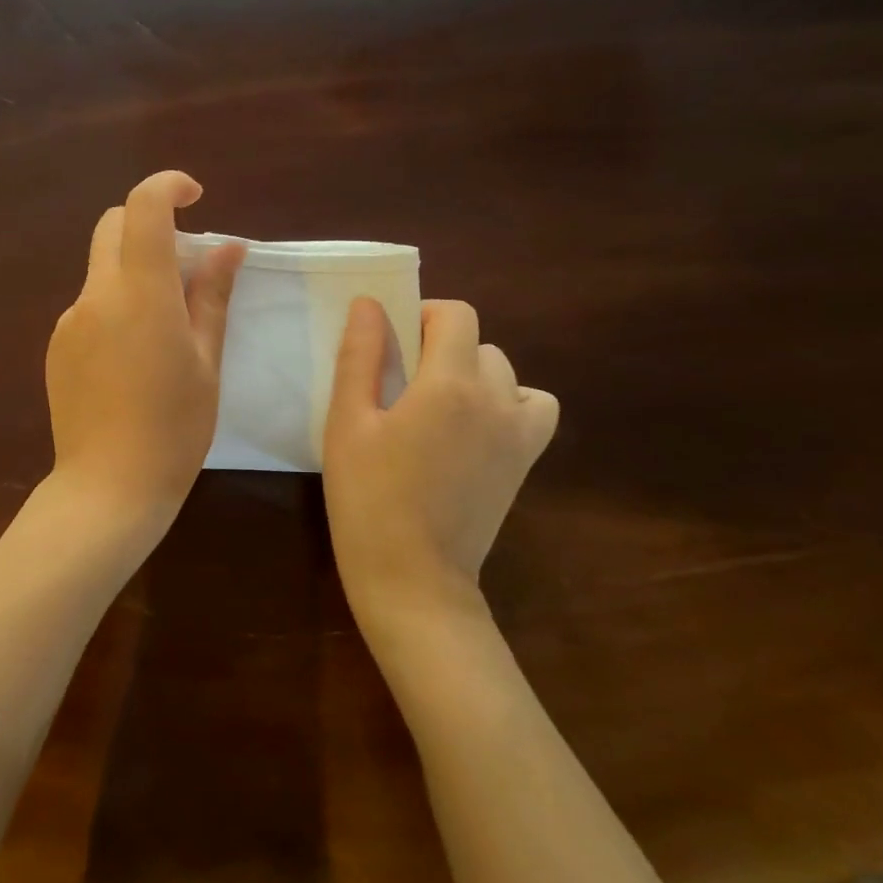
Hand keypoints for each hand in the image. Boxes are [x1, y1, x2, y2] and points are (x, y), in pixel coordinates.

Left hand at [46, 171, 244, 529]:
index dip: (168, 186)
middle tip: (186, 265)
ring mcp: (68, 321)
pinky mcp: (55, 346)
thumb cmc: (174, 428)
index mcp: (140, 293)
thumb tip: (228, 247)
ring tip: (164, 328)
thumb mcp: (206, 361)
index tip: (195, 197)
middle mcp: (95, 295)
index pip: (143, 208)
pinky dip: (114, 306)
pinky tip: (133, 358)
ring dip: (133, 272)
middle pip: (112, 228)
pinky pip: (89, 306)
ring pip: (101, 269)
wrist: (107, 487)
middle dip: (148, 226)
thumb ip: (212, 296)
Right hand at [323, 298, 558, 638]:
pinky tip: (474, 428)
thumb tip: (369, 303)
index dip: (423, 315)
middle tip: (401, 384)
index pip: (456, 315)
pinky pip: (534, 408)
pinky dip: (509, 403)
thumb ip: (361, 356)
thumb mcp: (348, 423)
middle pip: (479, 343)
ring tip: (437, 406)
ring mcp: (519, 433)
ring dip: (473, 373)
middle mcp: (496, 398)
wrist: (413, 579)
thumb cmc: (368, 499)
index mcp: (449, 383)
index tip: (393, 343)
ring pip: (505, 373)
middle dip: (441, 347)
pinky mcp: (525, 462)